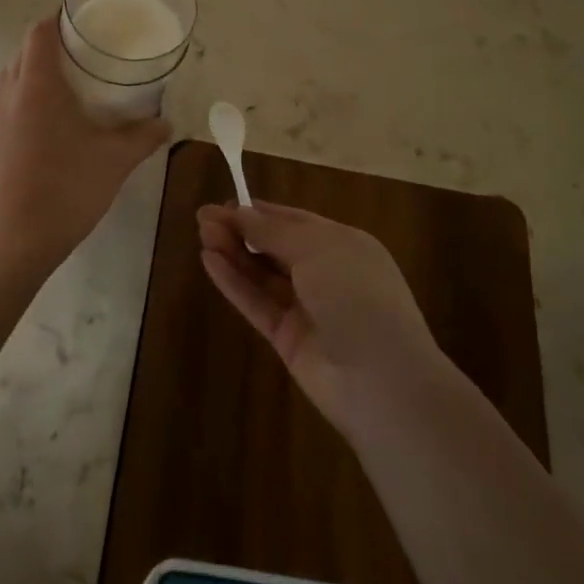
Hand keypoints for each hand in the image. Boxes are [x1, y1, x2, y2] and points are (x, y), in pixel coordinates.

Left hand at [0, 17, 171, 268]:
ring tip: (72, 73)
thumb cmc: (68, 187)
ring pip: (14, 71)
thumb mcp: (116, 159)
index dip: (59, 19)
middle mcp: (13, 92)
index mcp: (38, 85)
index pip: (39, 33)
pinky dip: (29, 87)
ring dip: (37, 64)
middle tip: (87, 46)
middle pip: (25, 48)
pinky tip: (56, 109)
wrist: (21, 236)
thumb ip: (144, 136)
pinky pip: (10, 94)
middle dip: (52, 41)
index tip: (85, 20)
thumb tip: (167, 123)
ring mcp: (0, 115)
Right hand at [198, 202, 445, 434]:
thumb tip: (241, 212)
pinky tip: (209, 262)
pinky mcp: (288, 339)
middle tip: (203, 217)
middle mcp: (326, 273)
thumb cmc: (356, 296)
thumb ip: (273, 231)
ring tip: (201, 233)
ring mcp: (307, 308)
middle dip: (241, 229)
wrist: (382, 382)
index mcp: (343, 245)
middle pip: (275, 246)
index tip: (225, 201)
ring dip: (233, 252)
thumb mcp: (316, 249)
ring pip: (263, 274)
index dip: (260, 211)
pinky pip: (257, 303)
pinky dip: (233, 282)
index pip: (295, 221)